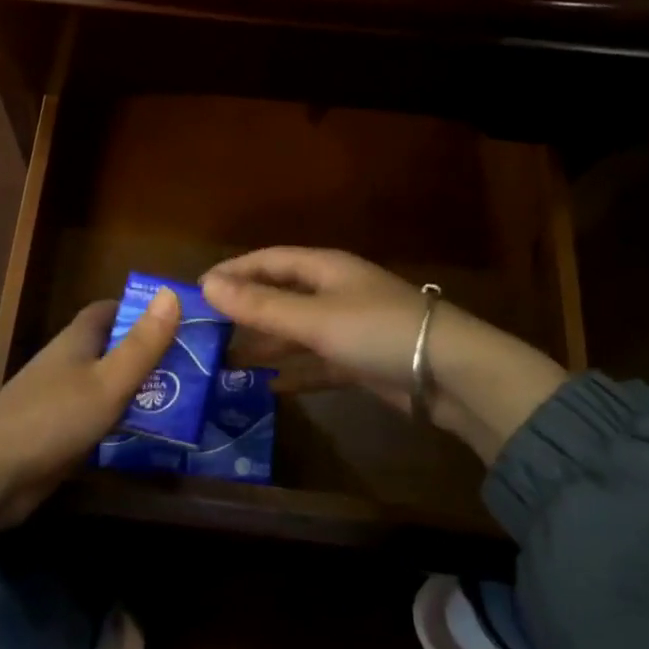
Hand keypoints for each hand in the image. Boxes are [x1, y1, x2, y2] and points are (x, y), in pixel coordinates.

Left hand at [0, 289, 179, 529]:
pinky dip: (125, 419)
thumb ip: (142, 343)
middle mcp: (69, 363)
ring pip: (110, 384)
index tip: (179, 320)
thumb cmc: (53, 418)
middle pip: (114, 347)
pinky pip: (101, 417)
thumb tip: (172, 292)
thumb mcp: (108, 381)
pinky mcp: (60, 432)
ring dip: (141, 389)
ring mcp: (62, 399)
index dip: (141, 310)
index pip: (109, 310)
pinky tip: (153, 433)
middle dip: (150, 352)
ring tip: (188, 398)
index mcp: (77, 340)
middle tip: (195, 364)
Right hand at [200, 248, 568, 464]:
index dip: (234, 271)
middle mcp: (334, 292)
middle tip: (205, 329)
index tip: (197, 290)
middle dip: (245, 310)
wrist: (451, 374)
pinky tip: (269, 387)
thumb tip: (207, 285)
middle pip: (280, 295)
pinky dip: (294, 372)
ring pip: (295, 330)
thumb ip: (261, 305)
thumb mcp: (314, 318)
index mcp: (325, 268)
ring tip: (226, 360)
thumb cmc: (378, 331)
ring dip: (265, 343)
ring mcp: (348, 327)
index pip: (269, 260)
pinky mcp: (359, 361)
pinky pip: (316, 362)